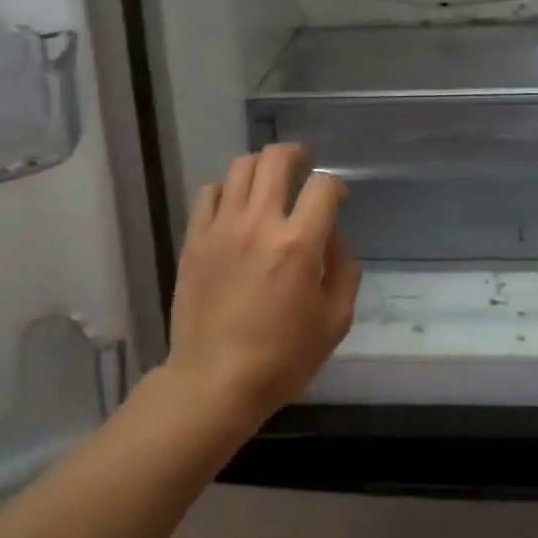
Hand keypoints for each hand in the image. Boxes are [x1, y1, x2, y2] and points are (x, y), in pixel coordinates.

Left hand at [166, 143, 362, 429]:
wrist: (214, 382)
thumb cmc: (282, 358)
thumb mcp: (335, 321)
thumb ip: (344, 270)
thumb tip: (333, 237)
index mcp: (298, 244)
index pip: (323, 186)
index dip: (336, 185)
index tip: (337, 199)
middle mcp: (259, 223)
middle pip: (276, 159)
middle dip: (296, 155)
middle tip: (303, 167)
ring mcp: (221, 228)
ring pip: (241, 167)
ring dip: (262, 168)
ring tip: (269, 185)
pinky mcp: (194, 239)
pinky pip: (210, 193)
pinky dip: (228, 191)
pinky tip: (235, 209)